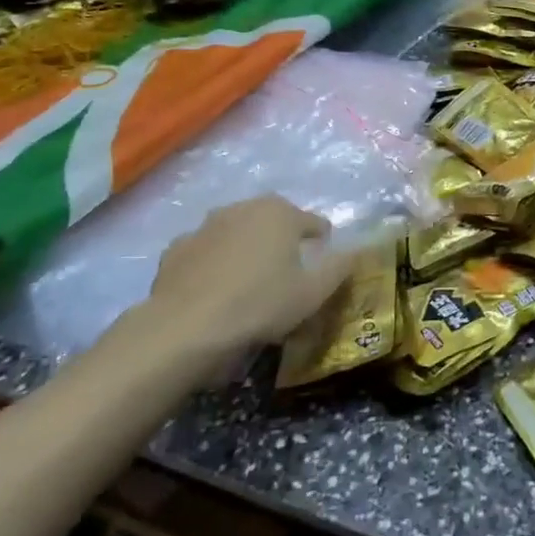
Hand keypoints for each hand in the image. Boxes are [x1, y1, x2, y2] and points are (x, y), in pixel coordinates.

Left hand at [141, 196, 354, 372]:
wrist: (185, 327)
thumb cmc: (259, 304)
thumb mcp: (312, 293)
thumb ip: (339, 268)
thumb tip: (357, 250)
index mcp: (281, 213)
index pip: (313, 223)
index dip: (321, 241)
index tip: (322, 260)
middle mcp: (244, 208)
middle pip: (273, 220)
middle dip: (282, 238)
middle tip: (287, 268)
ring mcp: (206, 225)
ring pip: (237, 230)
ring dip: (245, 246)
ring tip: (248, 278)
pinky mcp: (176, 248)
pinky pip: (205, 250)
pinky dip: (212, 261)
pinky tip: (213, 287)